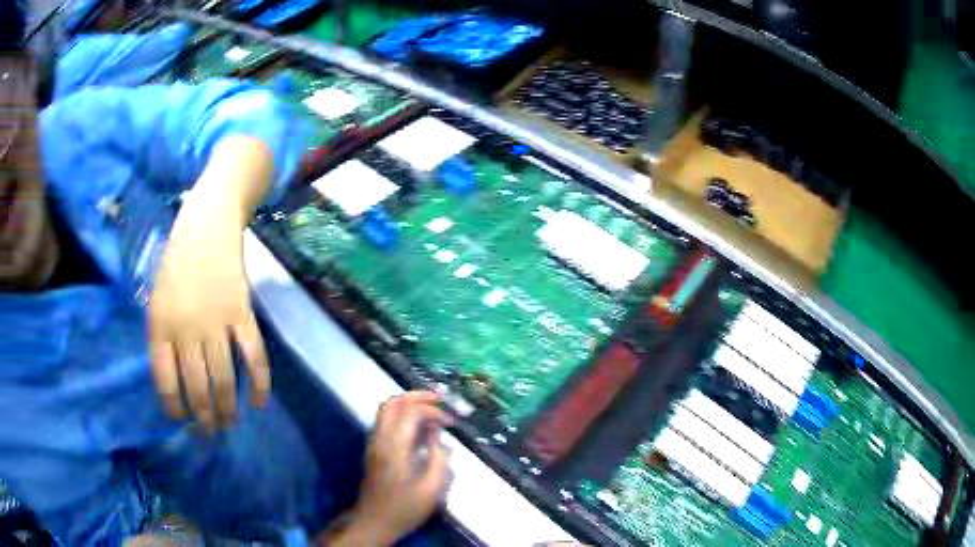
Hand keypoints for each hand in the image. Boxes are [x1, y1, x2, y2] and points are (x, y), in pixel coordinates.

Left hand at [148, 193, 268, 431]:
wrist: (207, 223)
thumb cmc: (176, 259)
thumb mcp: (155, 297)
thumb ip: (162, 337)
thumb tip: (176, 379)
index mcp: (160, 325)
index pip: (165, 382)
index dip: (174, 408)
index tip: (181, 420)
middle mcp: (186, 330)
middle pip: (198, 388)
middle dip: (204, 419)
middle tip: (209, 434)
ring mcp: (217, 323)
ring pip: (225, 380)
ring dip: (228, 410)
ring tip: (229, 425)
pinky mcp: (243, 315)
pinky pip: (254, 357)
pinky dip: (260, 384)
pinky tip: (260, 403)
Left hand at [346, 391, 453, 545]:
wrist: (374, 522)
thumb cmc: (404, 509)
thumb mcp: (431, 489)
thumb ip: (438, 459)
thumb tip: (439, 437)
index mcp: (394, 448)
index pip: (410, 413)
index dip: (432, 410)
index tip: (450, 421)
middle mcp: (380, 439)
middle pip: (392, 403)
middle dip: (416, 396)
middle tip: (439, 399)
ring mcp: (374, 444)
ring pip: (386, 410)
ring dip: (409, 404)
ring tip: (432, 410)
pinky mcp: (374, 450)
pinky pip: (386, 422)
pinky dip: (403, 416)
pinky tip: (420, 428)